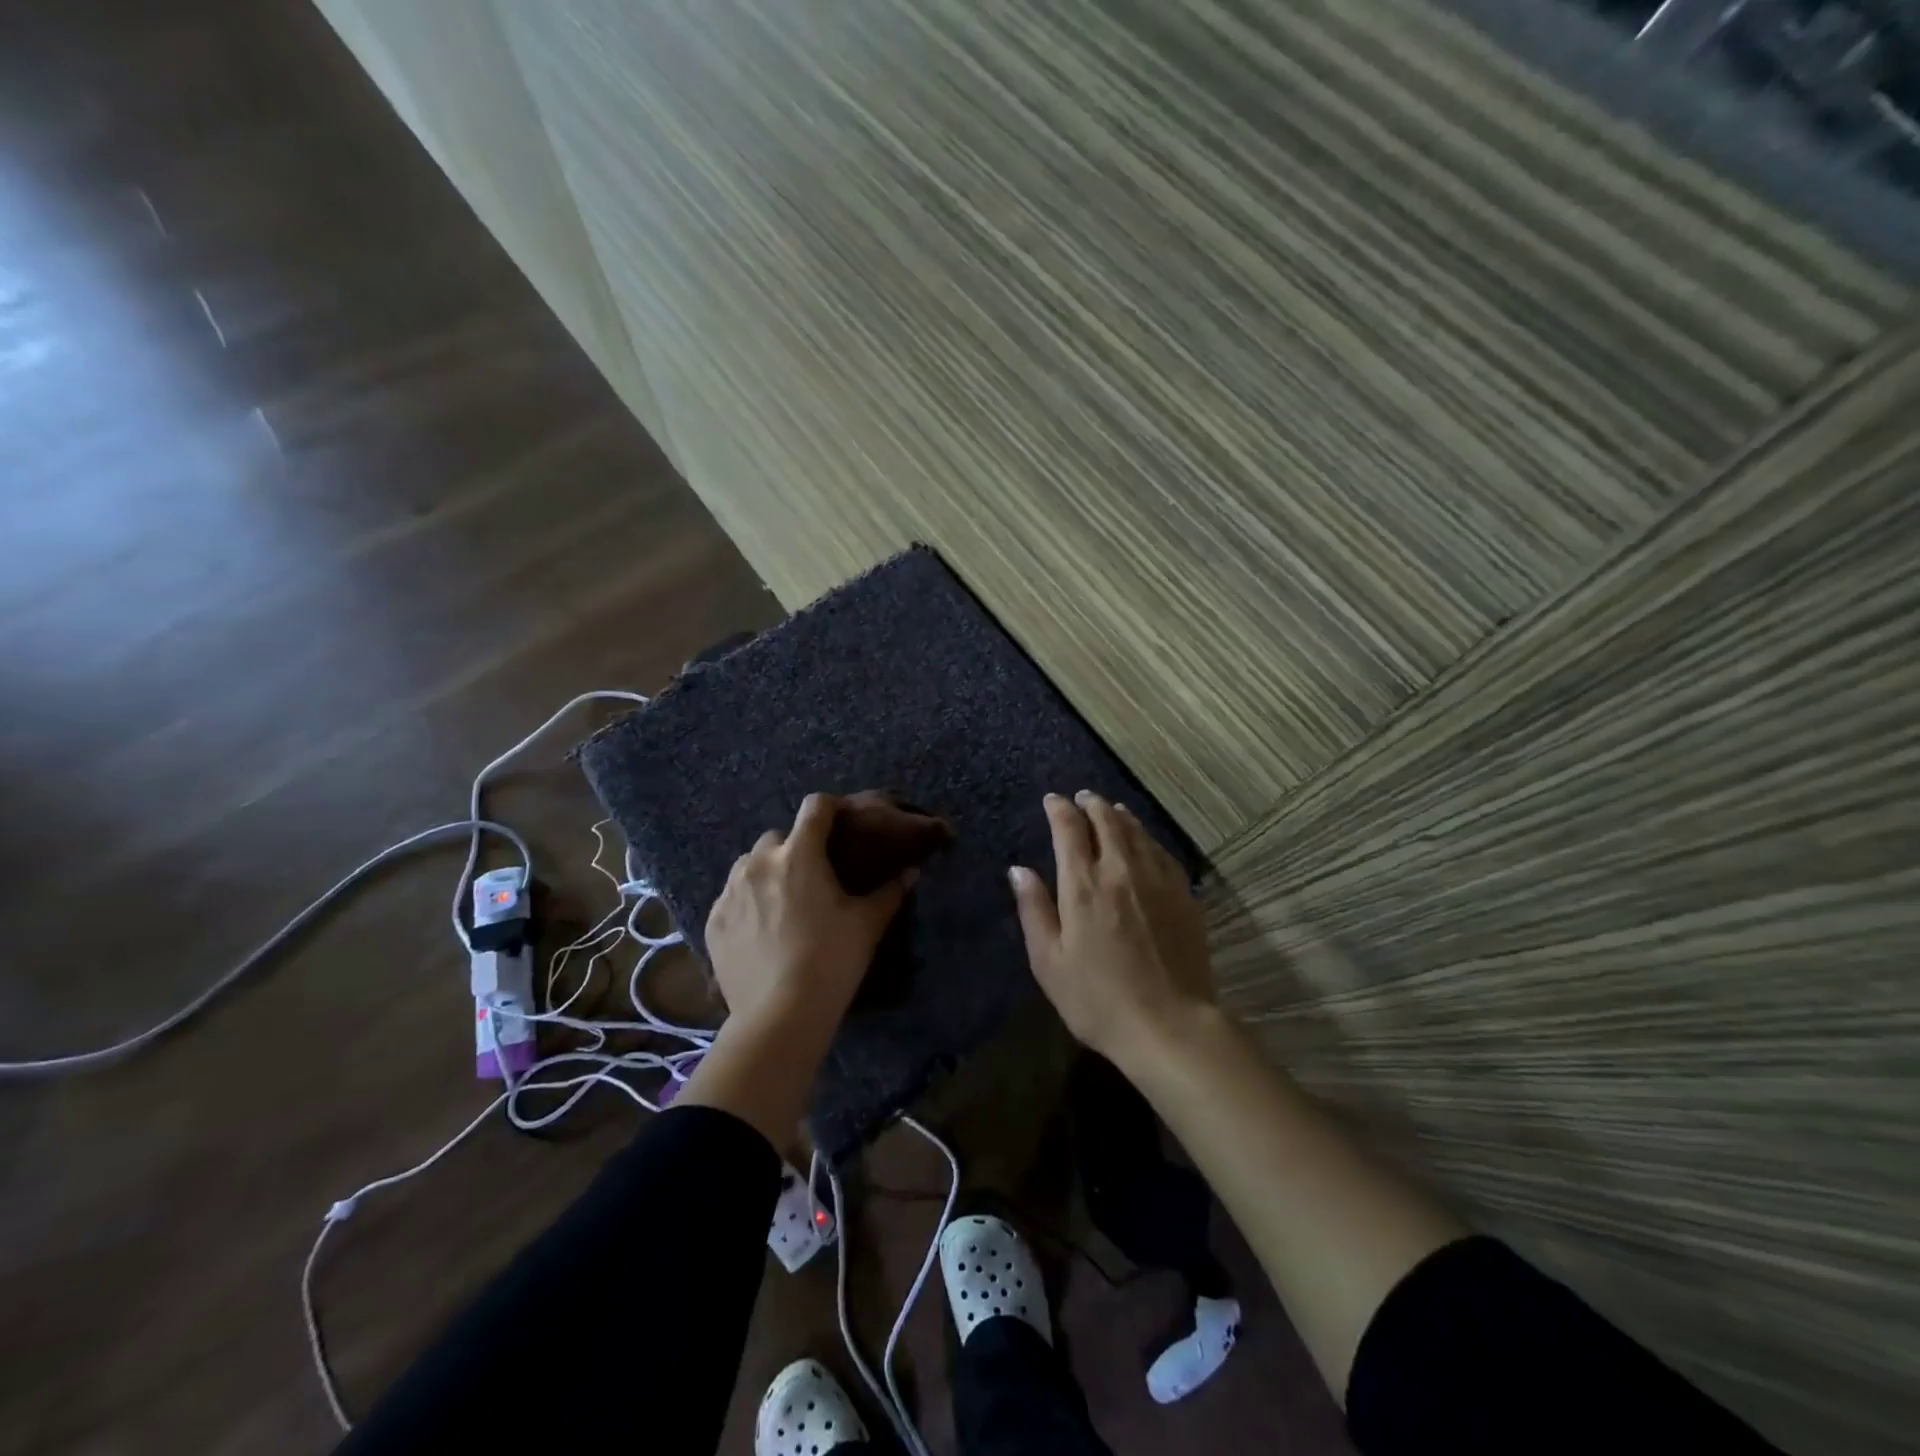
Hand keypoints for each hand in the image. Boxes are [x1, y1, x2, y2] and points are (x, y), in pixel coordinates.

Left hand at [705, 793, 916, 1033]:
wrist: (780, 1016)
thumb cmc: (831, 961)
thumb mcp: (867, 925)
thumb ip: (890, 892)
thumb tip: (910, 872)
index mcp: (799, 854)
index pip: (815, 807)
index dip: (830, 809)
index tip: (841, 825)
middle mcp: (758, 862)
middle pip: (778, 837)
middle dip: (795, 848)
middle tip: (812, 877)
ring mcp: (730, 891)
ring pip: (749, 865)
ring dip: (767, 873)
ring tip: (783, 903)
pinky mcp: (712, 921)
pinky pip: (731, 898)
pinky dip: (746, 903)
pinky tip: (761, 931)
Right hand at [1009, 791, 1214, 1067]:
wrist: (1170, 1025)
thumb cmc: (1098, 999)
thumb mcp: (1049, 962)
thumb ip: (1034, 910)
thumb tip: (1019, 870)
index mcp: (1083, 885)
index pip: (1069, 829)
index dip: (1059, 809)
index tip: (1052, 800)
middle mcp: (1121, 871)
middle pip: (1107, 821)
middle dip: (1091, 804)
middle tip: (1082, 797)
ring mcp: (1157, 880)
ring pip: (1137, 832)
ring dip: (1120, 816)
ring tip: (1111, 809)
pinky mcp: (1184, 895)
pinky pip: (1162, 852)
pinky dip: (1147, 838)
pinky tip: (1145, 842)